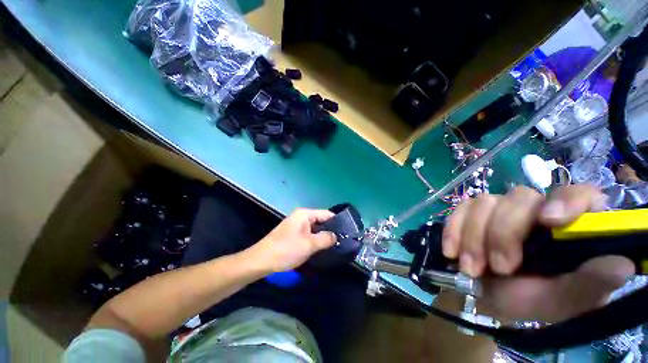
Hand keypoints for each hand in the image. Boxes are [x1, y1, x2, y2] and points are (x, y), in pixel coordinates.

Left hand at [248, 208, 336, 273]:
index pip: (326, 214)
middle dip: (332, 230)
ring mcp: (297, 226)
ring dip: (324, 236)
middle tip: (344, 241)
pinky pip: (310, 234)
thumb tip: (337, 236)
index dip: (338, 222)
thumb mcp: (309, 244)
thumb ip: (326, 238)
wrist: (261, 261)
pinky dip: (317, 240)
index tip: (348, 231)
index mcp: (305, 214)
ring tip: (337, 245)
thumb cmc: (286, 250)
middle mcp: (302, 217)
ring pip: (316, 229)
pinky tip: (324, 248)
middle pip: (321, 221)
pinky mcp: (294, 235)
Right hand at [442, 185, 633, 321]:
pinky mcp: (469, 212)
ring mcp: (498, 208)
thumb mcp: (559, 302)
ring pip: (484, 202)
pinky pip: (459, 210)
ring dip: (474, 237)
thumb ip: (589, 285)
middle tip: (498, 267)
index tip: (549, 221)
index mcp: (568, 228)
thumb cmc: (526, 300)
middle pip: (520, 197)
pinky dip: (453, 230)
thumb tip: (624, 264)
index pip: (579, 194)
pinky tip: (451, 251)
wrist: (480, 295)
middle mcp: (535, 210)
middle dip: (503, 234)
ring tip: (471, 268)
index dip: (567, 200)